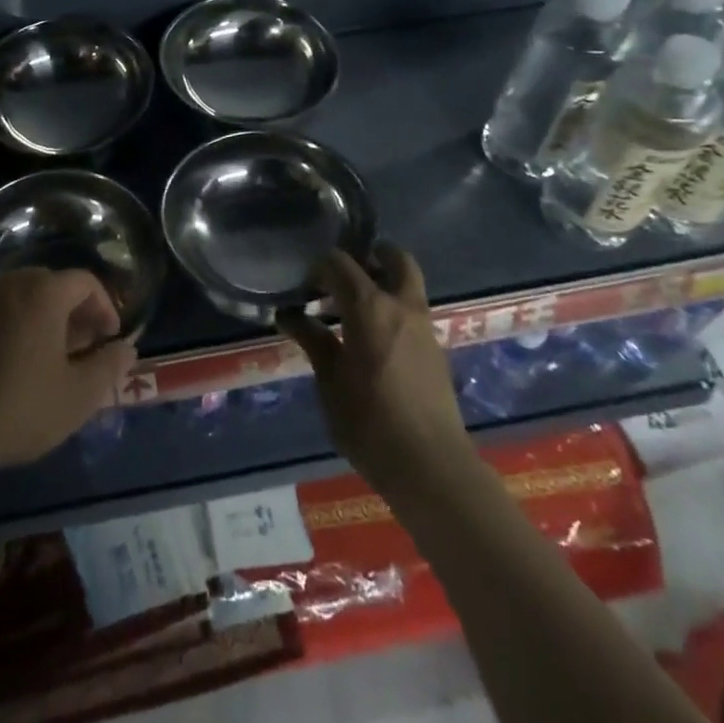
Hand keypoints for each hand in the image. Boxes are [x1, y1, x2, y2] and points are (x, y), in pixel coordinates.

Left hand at [0, 268, 136, 480]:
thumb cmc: (16, 408)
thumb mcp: (76, 397)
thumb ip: (108, 367)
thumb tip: (127, 348)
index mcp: (42, 293)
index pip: (86, 281)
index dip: (105, 307)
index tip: (109, 338)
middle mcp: (9, 284)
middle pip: (52, 285)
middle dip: (74, 312)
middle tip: (82, 348)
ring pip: (21, 298)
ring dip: (42, 319)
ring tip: (49, 358)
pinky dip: (13, 327)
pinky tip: (11, 365)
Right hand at [277, 247, 473, 501]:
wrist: (431, 467)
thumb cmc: (370, 423)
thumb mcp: (330, 381)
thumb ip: (313, 340)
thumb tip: (289, 314)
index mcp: (370, 306)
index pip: (340, 263)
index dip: (318, 267)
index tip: (303, 283)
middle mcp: (401, 305)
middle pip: (393, 257)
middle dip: (369, 256)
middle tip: (341, 276)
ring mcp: (424, 326)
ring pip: (407, 283)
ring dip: (382, 281)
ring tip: (350, 307)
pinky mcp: (434, 348)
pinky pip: (412, 309)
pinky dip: (392, 307)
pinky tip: (370, 336)